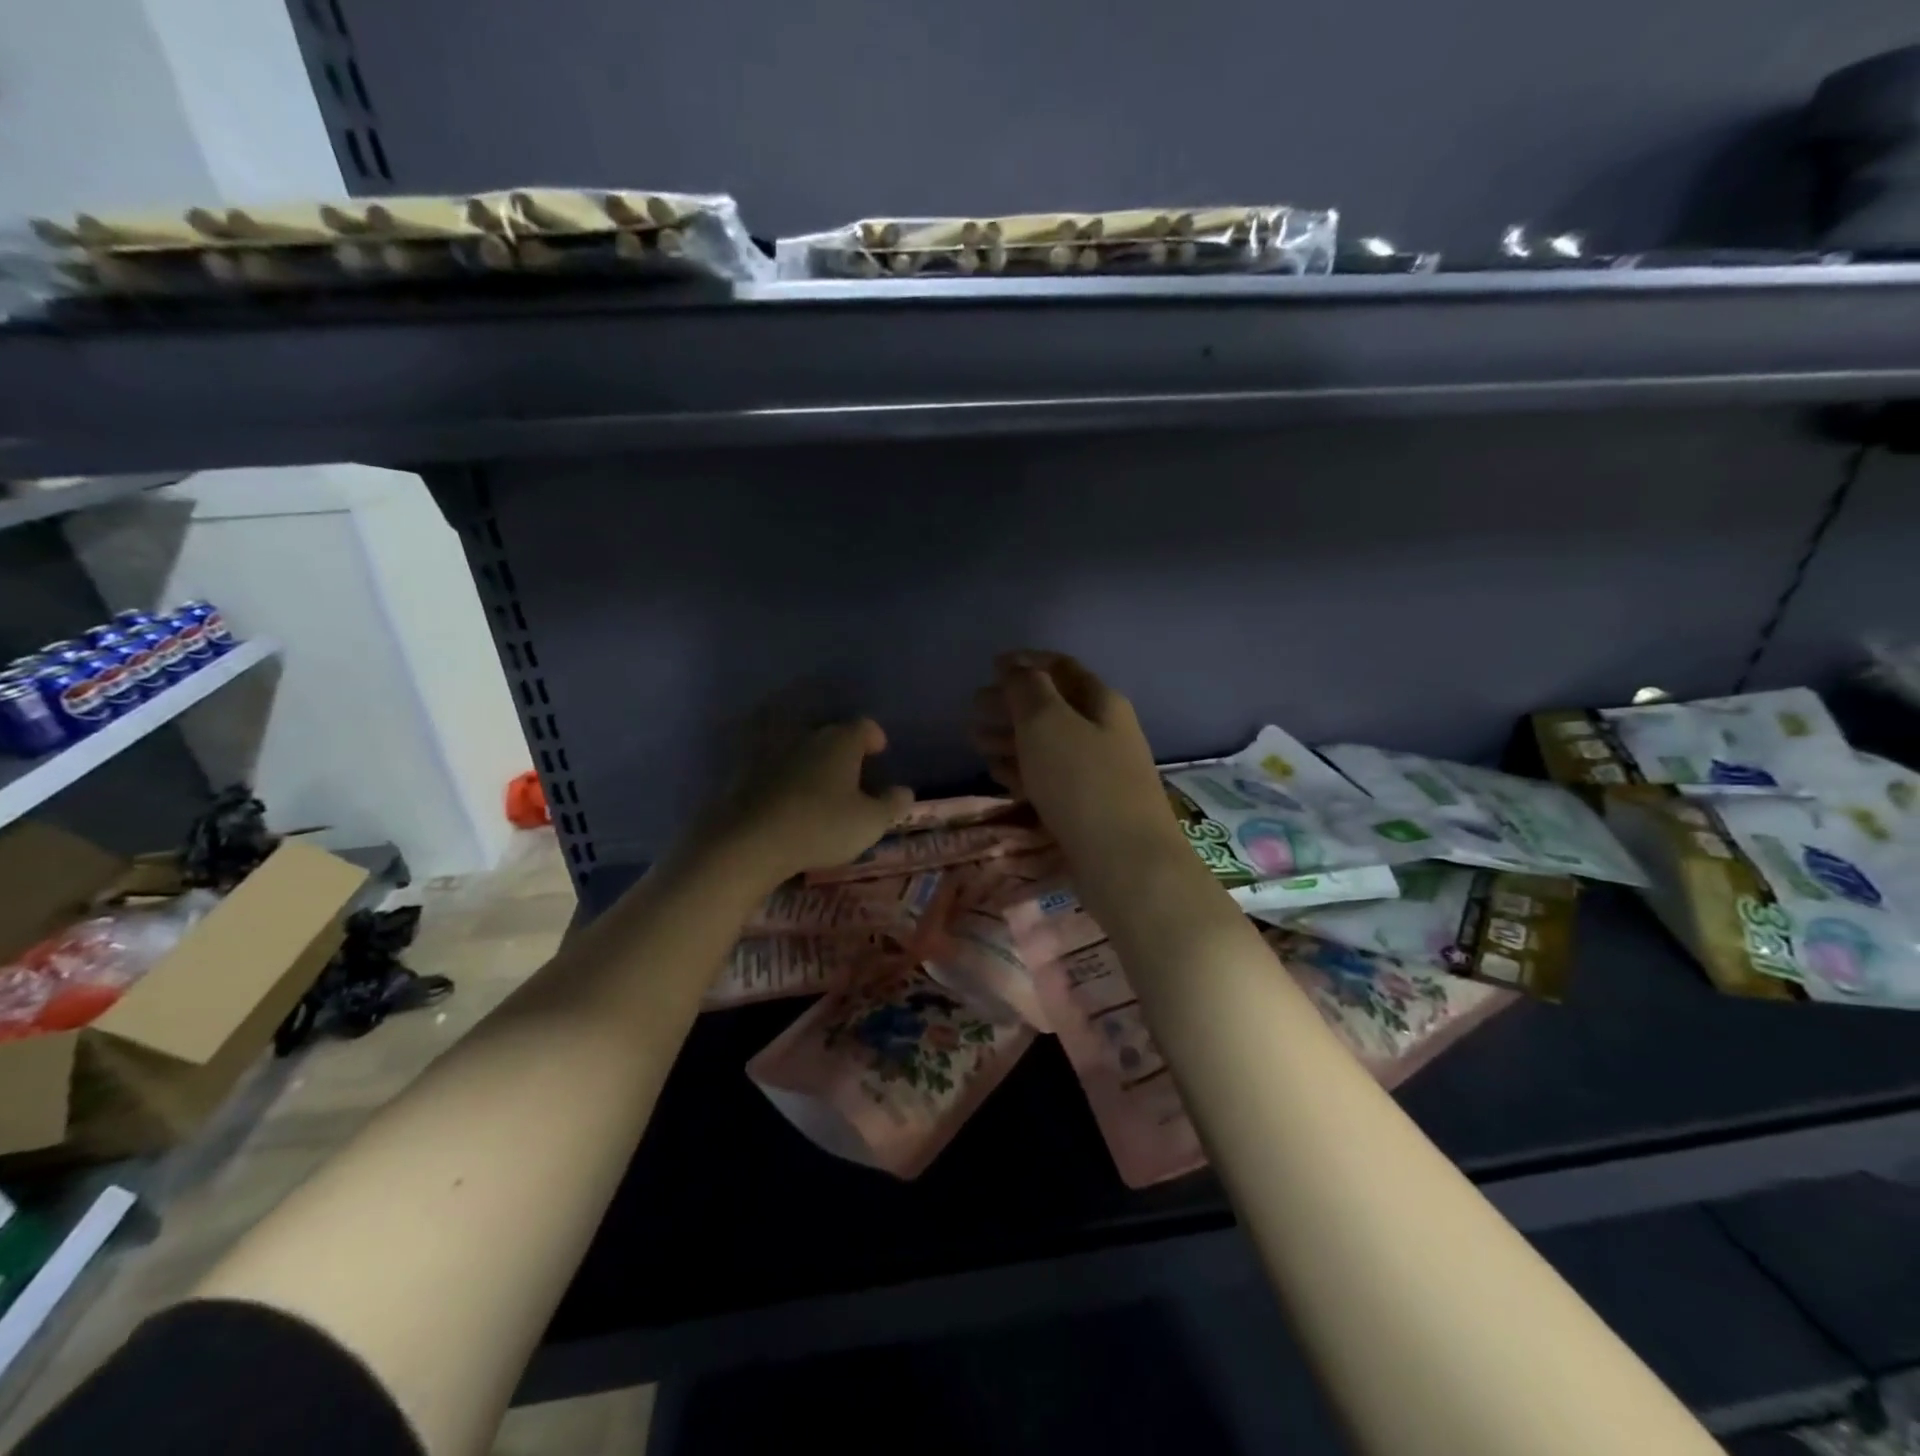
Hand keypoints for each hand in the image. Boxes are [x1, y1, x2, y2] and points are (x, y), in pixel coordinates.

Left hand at [702, 717, 912, 886]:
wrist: (749, 841)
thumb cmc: (821, 826)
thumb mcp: (870, 822)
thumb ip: (892, 804)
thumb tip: (904, 791)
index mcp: (841, 742)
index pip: (864, 726)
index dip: (874, 738)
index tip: (879, 752)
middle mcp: (807, 737)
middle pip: (831, 736)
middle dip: (844, 752)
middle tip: (854, 776)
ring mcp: (772, 753)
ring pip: (801, 752)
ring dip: (813, 766)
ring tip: (822, 791)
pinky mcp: (746, 774)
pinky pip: (775, 771)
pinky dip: (786, 781)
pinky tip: (791, 803)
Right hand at [970, 651, 1177, 859]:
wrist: (1126, 864)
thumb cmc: (1082, 782)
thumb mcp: (1047, 723)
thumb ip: (1027, 689)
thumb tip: (1015, 668)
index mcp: (1101, 702)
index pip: (1061, 667)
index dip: (1026, 662)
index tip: (991, 666)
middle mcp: (1104, 732)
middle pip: (1052, 706)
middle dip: (1011, 704)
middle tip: (973, 709)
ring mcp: (1098, 772)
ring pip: (1047, 744)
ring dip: (1010, 738)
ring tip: (975, 742)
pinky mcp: (1087, 808)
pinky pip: (1049, 778)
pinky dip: (1023, 771)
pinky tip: (999, 775)